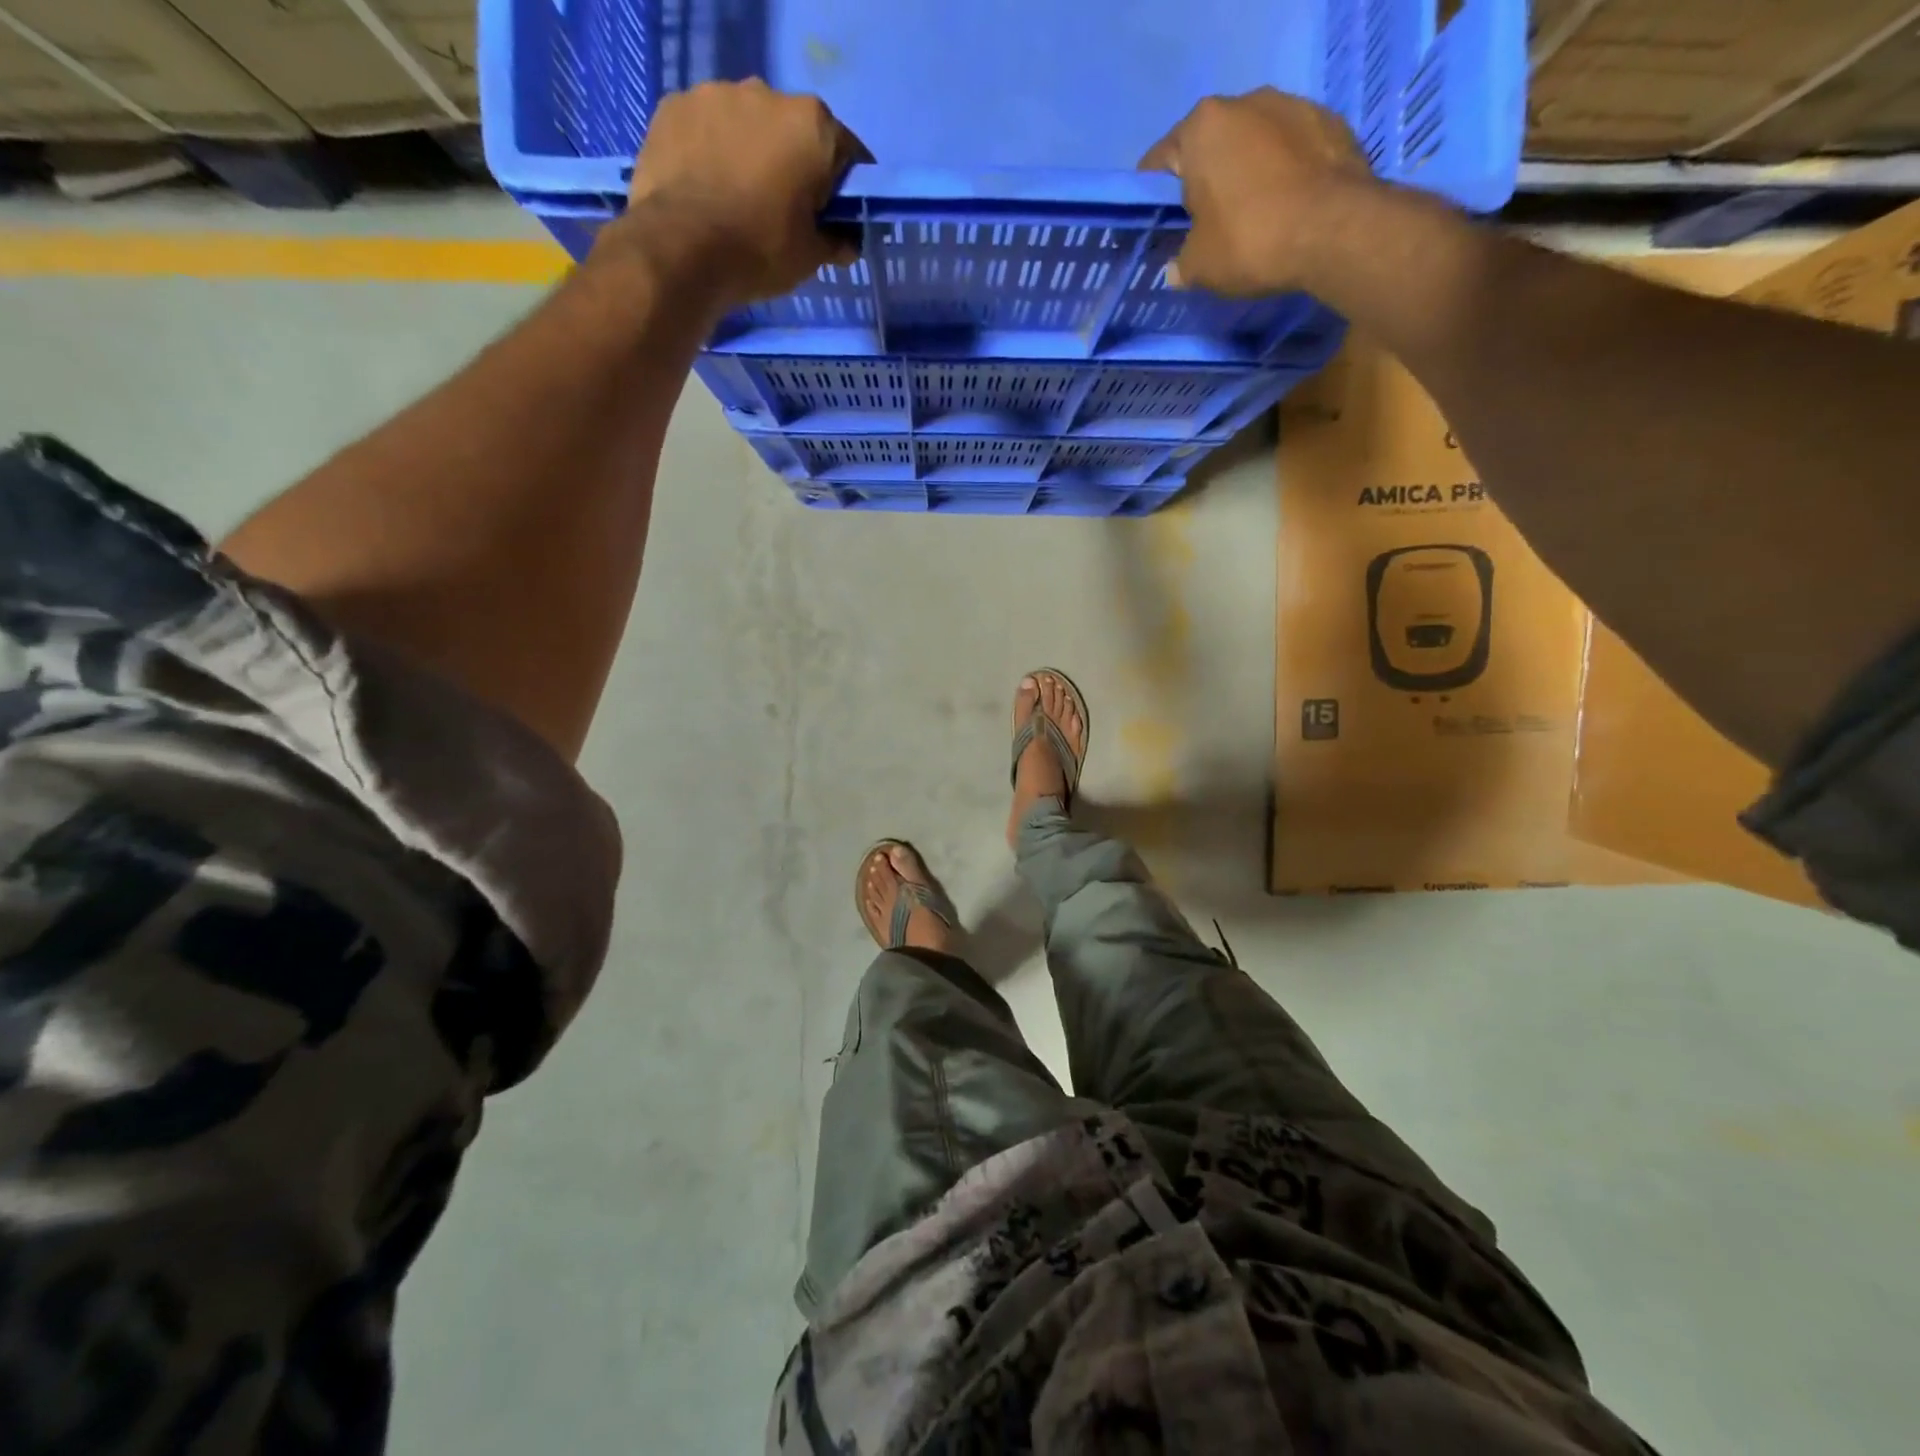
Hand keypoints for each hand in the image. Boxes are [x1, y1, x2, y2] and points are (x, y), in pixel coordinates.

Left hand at [615, 80, 870, 307]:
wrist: (680, 249)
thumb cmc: (761, 250)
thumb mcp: (811, 258)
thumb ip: (835, 241)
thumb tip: (846, 241)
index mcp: (812, 125)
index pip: (846, 153)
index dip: (845, 188)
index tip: (837, 215)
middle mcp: (766, 94)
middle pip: (792, 131)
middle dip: (794, 163)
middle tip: (785, 210)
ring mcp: (715, 94)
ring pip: (746, 125)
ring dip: (749, 153)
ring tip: (738, 200)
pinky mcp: (674, 107)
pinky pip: (705, 129)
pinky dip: (711, 152)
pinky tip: (706, 190)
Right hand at [1140, 89, 1374, 296]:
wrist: (1336, 231)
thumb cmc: (1250, 241)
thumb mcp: (1197, 267)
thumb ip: (1180, 263)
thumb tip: (1177, 269)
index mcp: (1202, 127)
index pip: (1160, 163)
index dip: (1154, 201)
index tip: (1159, 228)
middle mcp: (1246, 102)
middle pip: (1210, 147)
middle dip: (1204, 182)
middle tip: (1204, 227)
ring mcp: (1293, 105)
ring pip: (1253, 144)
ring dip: (1246, 174)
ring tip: (1251, 217)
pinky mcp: (1329, 122)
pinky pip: (1291, 150)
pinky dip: (1283, 174)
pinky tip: (1284, 208)